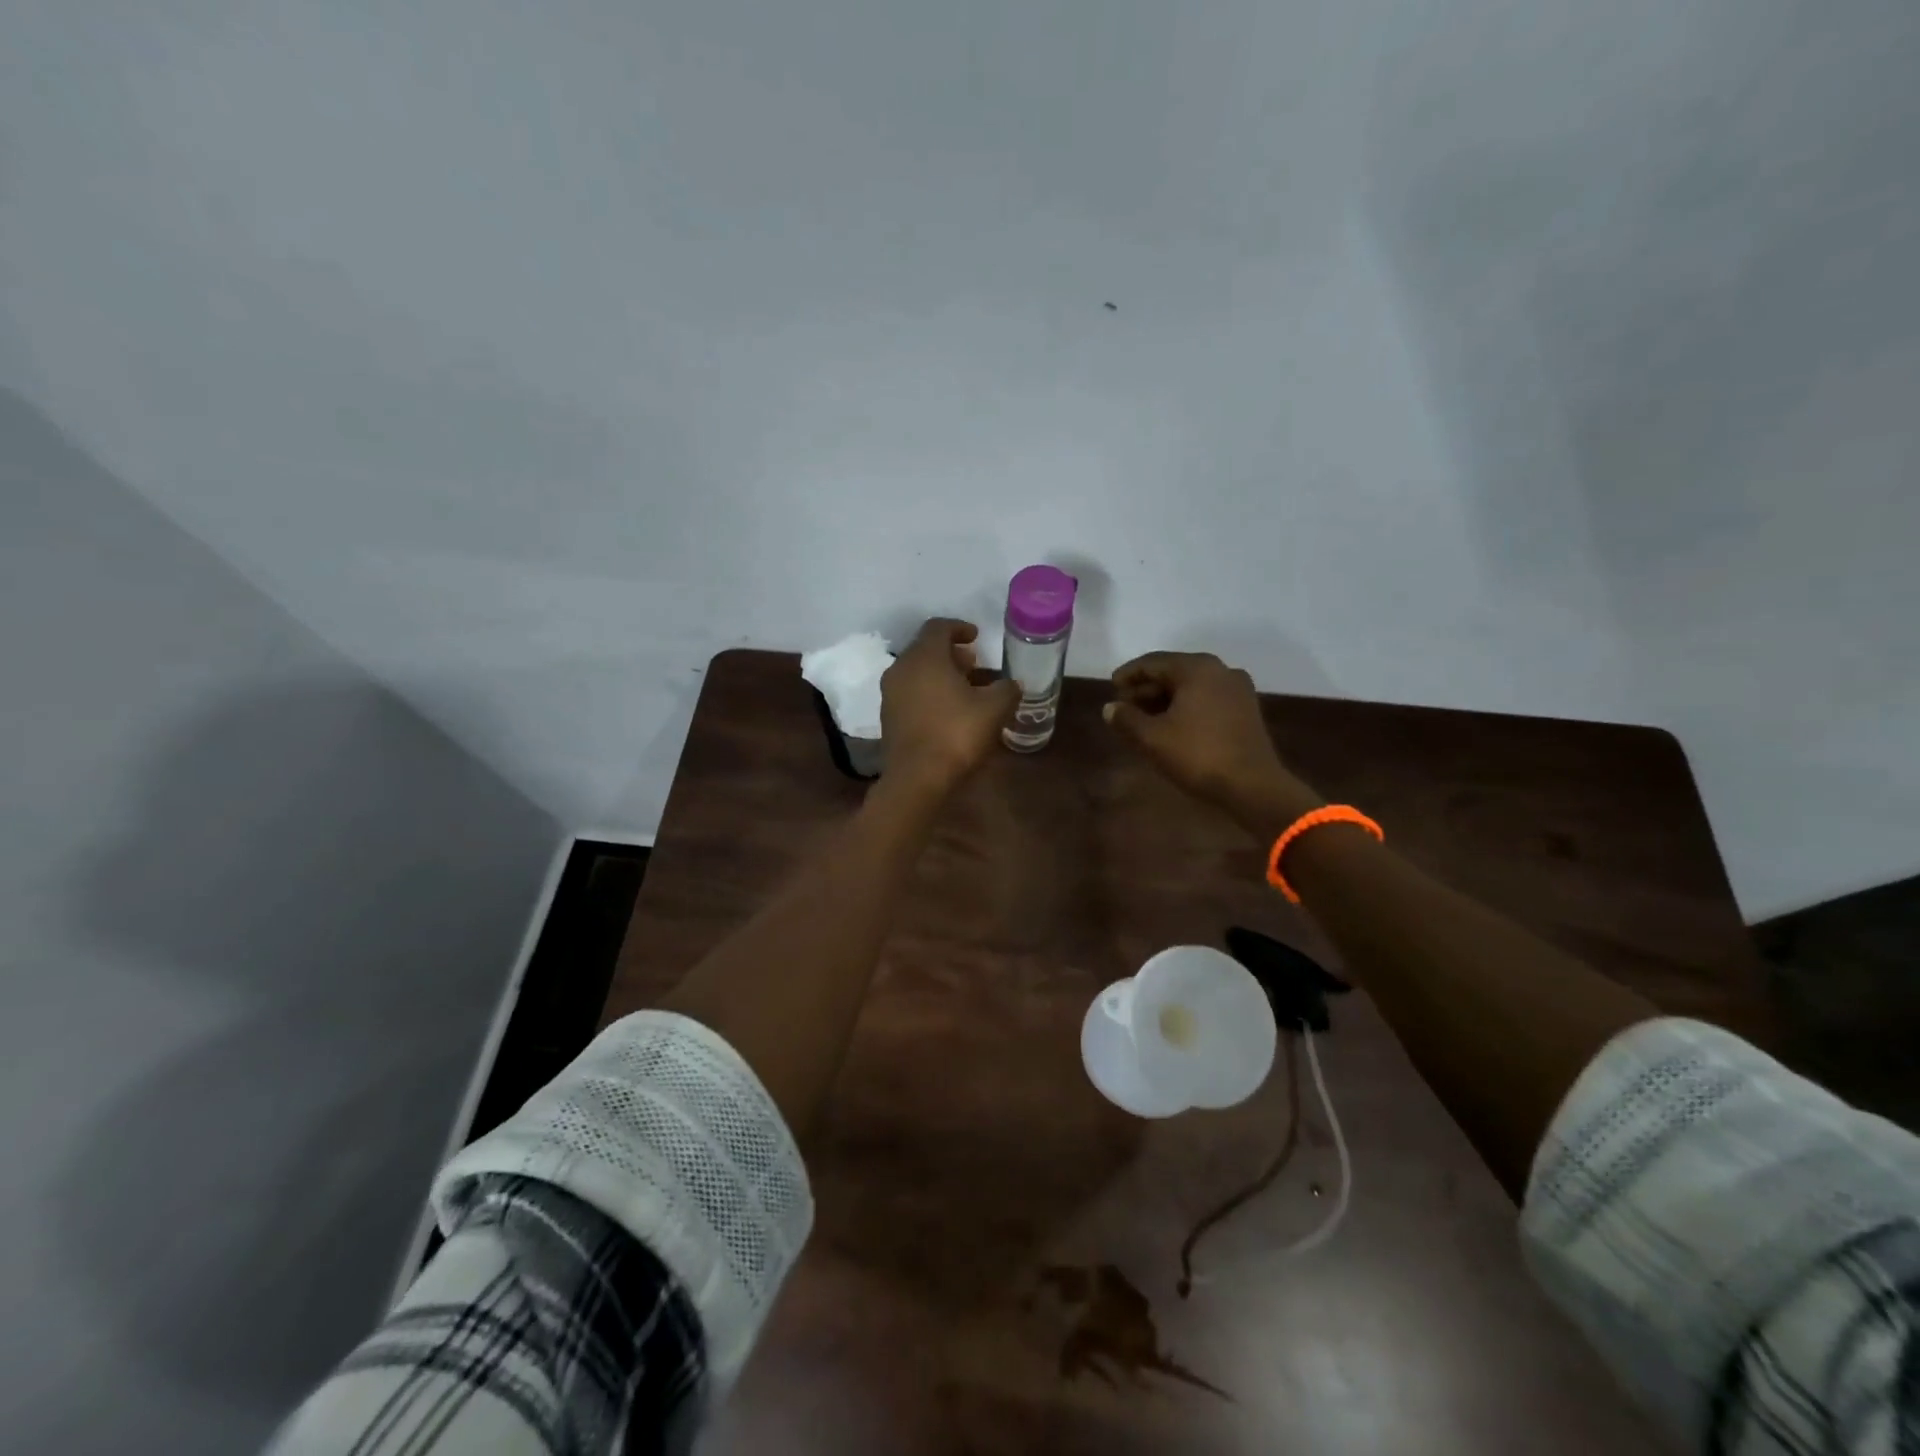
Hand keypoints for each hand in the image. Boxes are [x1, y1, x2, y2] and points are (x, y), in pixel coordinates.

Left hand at [881, 619, 1019, 793]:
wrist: (917, 779)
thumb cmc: (956, 734)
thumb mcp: (994, 709)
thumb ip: (1006, 689)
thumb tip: (1013, 683)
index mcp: (924, 657)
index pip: (938, 627)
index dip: (959, 627)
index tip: (976, 637)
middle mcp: (901, 668)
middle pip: (925, 649)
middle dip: (951, 654)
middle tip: (975, 664)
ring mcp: (890, 694)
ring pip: (917, 672)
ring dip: (940, 675)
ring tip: (966, 689)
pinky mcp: (888, 717)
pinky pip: (910, 693)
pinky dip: (929, 693)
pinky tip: (949, 711)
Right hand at [1104, 651, 1319, 824]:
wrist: (1253, 786)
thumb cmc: (1198, 755)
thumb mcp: (1152, 738)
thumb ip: (1126, 719)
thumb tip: (1110, 708)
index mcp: (1197, 668)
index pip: (1153, 662)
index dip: (1129, 674)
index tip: (1111, 687)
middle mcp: (1220, 670)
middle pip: (1174, 671)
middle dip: (1147, 688)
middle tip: (1125, 706)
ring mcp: (1237, 689)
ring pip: (1192, 686)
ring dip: (1166, 698)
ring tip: (1144, 718)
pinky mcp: (1246, 710)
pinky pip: (1207, 698)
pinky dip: (1186, 706)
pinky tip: (1172, 725)